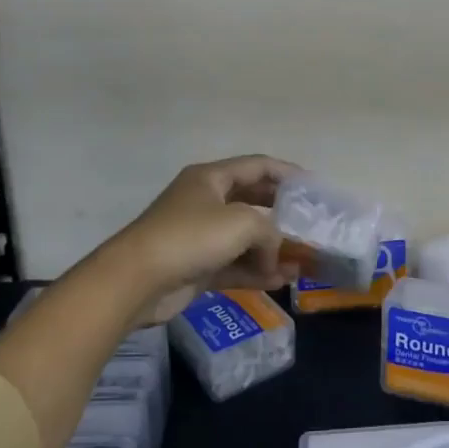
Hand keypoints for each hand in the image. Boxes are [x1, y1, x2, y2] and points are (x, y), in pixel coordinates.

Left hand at [92, 155, 296, 325]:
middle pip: (251, 201)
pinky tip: (281, 281)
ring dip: (271, 250)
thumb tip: (273, 253)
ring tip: (301, 262)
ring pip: (244, 238)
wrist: (135, 281)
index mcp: (211, 178)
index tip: (312, 186)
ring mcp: (200, 236)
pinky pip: (234, 265)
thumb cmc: (190, 237)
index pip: (256, 166)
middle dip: (281, 212)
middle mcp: (205, 202)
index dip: (286, 172)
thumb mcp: (242, 223)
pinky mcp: (196, 267)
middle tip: (309, 223)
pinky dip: (256, 272)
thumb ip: (270, 231)